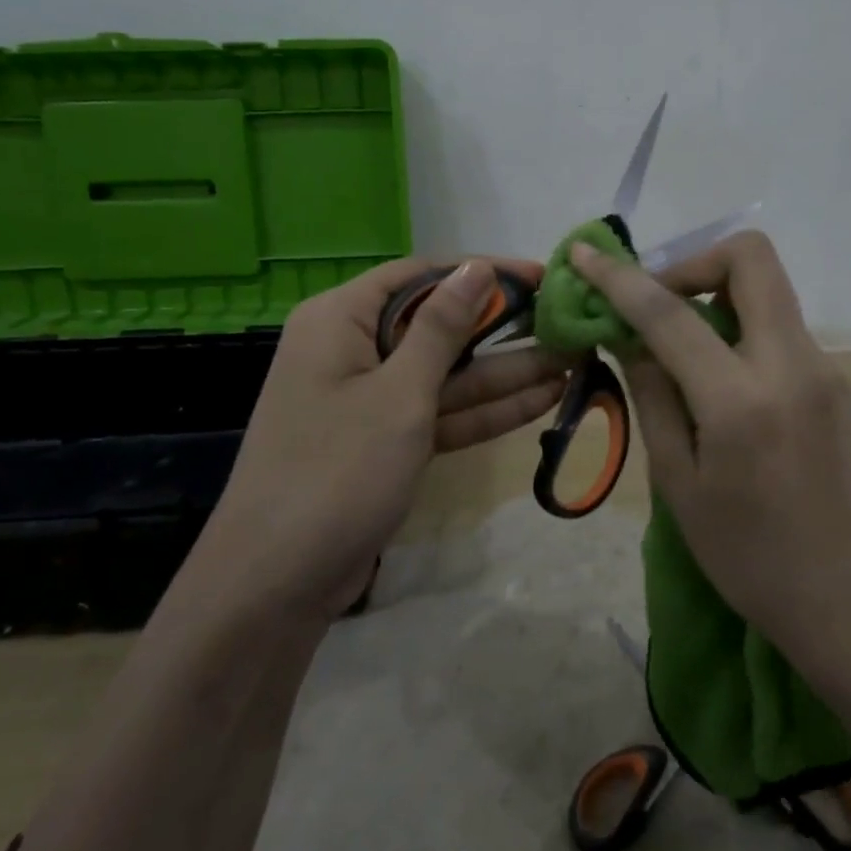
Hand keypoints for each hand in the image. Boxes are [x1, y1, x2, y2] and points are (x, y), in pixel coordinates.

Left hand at [204, 257, 570, 620]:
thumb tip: (475, 267)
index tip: (540, 277)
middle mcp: (353, 348)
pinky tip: (544, 399)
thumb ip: (441, 328)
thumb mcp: (399, 393)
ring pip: (447, 374)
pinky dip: (486, 410)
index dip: (482, 272)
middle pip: (438, 325)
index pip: (420, 276)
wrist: (277, 583)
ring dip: (506, 371)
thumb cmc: (337, 470)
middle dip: (503, 328)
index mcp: (339, 319)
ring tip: (573, 360)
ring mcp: (371, 399)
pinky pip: (442, 412)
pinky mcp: (386, 441)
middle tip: (565, 322)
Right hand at [569, 232, 850, 651]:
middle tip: (660, 304)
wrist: (845, 598)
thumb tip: (632, 337)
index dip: (620, 278)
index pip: (671, 313)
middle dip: (694, 262)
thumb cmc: (746, 555)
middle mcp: (793, 365)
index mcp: (741, 400)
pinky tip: (726, 388)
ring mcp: (826, 369)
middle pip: (751, 257)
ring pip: (768, 293)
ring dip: (718, 301)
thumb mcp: (677, 481)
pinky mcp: (841, 383)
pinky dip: (742, 336)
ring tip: (684, 354)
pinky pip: (782, 332)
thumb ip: (653, 395)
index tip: (585, 254)